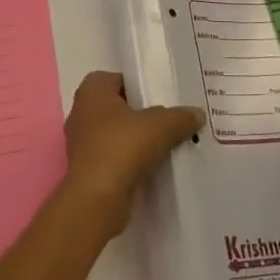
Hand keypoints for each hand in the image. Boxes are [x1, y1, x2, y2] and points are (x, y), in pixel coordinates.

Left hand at [61, 71, 202, 239]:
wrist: (96, 201)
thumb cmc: (122, 148)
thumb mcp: (160, 126)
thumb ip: (180, 117)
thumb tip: (197, 114)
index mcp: (92, 91)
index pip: (117, 78)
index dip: (139, 84)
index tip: (161, 95)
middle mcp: (82, 113)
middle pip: (118, 107)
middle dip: (141, 113)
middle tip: (168, 119)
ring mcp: (82, 144)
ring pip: (116, 134)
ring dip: (136, 140)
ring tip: (166, 144)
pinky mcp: (88, 172)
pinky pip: (114, 158)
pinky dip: (130, 161)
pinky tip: (154, 167)